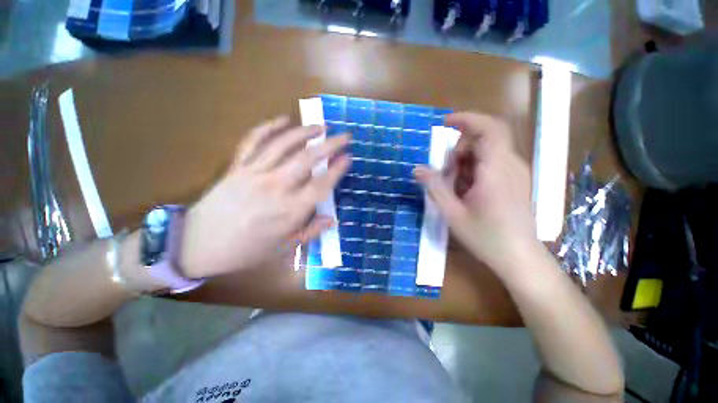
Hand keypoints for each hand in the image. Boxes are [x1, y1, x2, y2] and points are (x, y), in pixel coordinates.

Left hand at [180, 116, 350, 277]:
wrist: (197, 245)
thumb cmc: (246, 250)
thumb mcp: (283, 248)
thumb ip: (310, 232)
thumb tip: (331, 220)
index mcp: (290, 210)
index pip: (321, 184)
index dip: (337, 169)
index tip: (348, 157)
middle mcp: (276, 187)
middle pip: (307, 159)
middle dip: (330, 145)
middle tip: (344, 136)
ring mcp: (254, 173)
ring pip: (284, 145)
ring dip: (305, 132)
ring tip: (320, 126)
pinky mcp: (237, 167)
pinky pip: (253, 141)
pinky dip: (268, 127)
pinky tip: (283, 119)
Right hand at [414, 112, 537, 272]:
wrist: (520, 258)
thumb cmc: (486, 237)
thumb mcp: (452, 213)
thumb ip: (434, 188)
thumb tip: (417, 169)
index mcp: (496, 170)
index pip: (489, 128)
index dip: (467, 119)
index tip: (445, 123)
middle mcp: (510, 165)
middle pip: (485, 139)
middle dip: (460, 148)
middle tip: (446, 172)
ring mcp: (516, 172)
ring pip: (487, 151)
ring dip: (466, 161)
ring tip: (455, 185)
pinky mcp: (516, 180)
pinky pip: (493, 162)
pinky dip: (475, 169)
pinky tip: (467, 190)